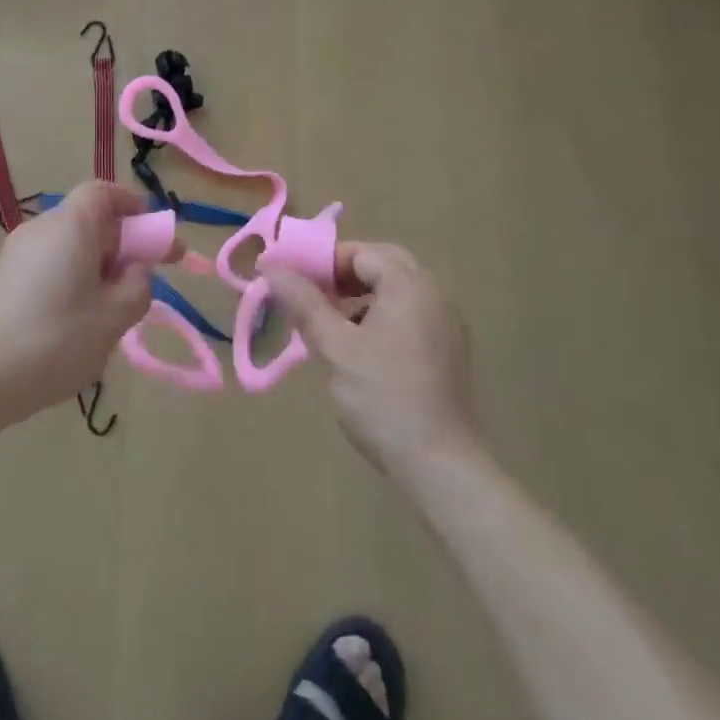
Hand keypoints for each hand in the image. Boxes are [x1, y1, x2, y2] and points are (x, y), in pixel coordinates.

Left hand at [0, 181, 160, 425]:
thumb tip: (136, 269)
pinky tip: (76, 319)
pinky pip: (48, 263)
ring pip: (68, 244)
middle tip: (144, 278)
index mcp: (71, 225)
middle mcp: (42, 227)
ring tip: (111, 308)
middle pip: (88, 219)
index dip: (132, 205)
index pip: (103, 192)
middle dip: (120, 243)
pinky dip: (71, 276)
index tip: (153, 234)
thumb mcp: (116, 316)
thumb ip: (139, 285)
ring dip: (97, 264)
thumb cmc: (58, 339)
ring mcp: (17, 252)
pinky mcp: (3, 277)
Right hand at [267, 243, 476, 480]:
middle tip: (312, 295)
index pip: (361, 253)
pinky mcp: (449, 351)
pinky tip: (359, 347)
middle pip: (384, 265)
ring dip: (362, 295)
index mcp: (410, 286)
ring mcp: (447, 324)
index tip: (293, 282)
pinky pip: (410, 314)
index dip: (323, 262)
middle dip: (344, 275)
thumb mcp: (335, 347)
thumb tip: (271, 266)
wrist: (440, 465)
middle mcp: (434, 295)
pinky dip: (381, 316)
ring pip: (397, 290)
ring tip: (329, 321)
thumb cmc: (383, 397)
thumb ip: (304, 302)